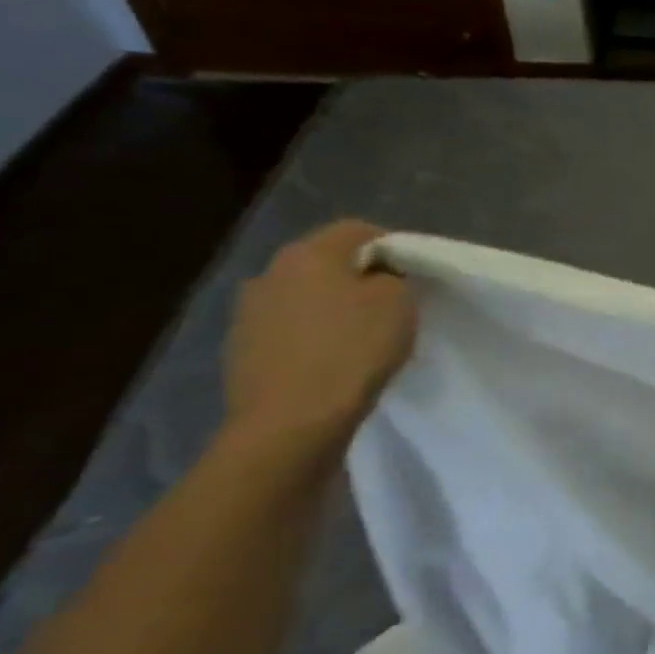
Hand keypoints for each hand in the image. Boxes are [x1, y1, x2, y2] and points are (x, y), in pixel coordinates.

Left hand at [223, 220, 416, 456]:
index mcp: (308, 254)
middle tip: (391, 303)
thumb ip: (392, 277)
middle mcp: (269, 273)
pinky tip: (332, 361)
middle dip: (358, 277)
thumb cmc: (353, 350)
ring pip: (304, 297)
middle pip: (325, 263)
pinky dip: (312, 337)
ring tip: (361, 335)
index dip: (392, 246)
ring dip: (331, 308)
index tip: (414, 273)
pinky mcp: (240, 351)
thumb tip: (377, 278)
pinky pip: (289, 330)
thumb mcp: (399, 302)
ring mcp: (247, 314)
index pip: (358, 230)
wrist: (291, 423)